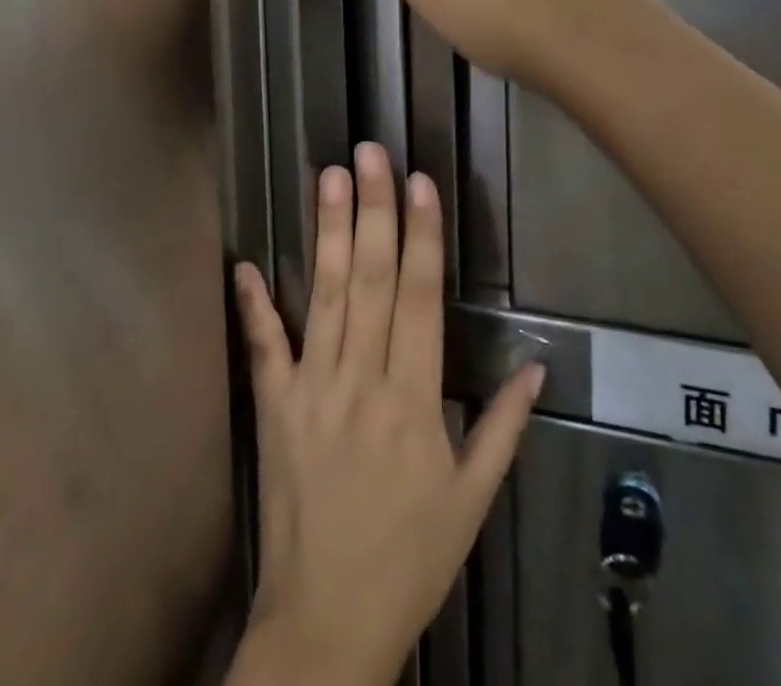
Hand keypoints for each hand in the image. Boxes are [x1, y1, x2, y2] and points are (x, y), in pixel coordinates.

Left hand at [228, 145, 543, 685]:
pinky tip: (246, 264)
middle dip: (374, 211)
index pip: (419, 298)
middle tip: (370, 154)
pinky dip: (254, 307)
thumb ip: (503, 428)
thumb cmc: (410, 559)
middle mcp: (362, 381)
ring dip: (326, 234)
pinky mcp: (275, 409)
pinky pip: (264, 349)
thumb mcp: (471, 500)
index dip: (422, 236)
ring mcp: (312, 391)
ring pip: (324, 298)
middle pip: (370, 281)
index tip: (420, 184)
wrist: (328, 625)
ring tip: (329, 179)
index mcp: (414, 399)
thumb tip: (535, 367)